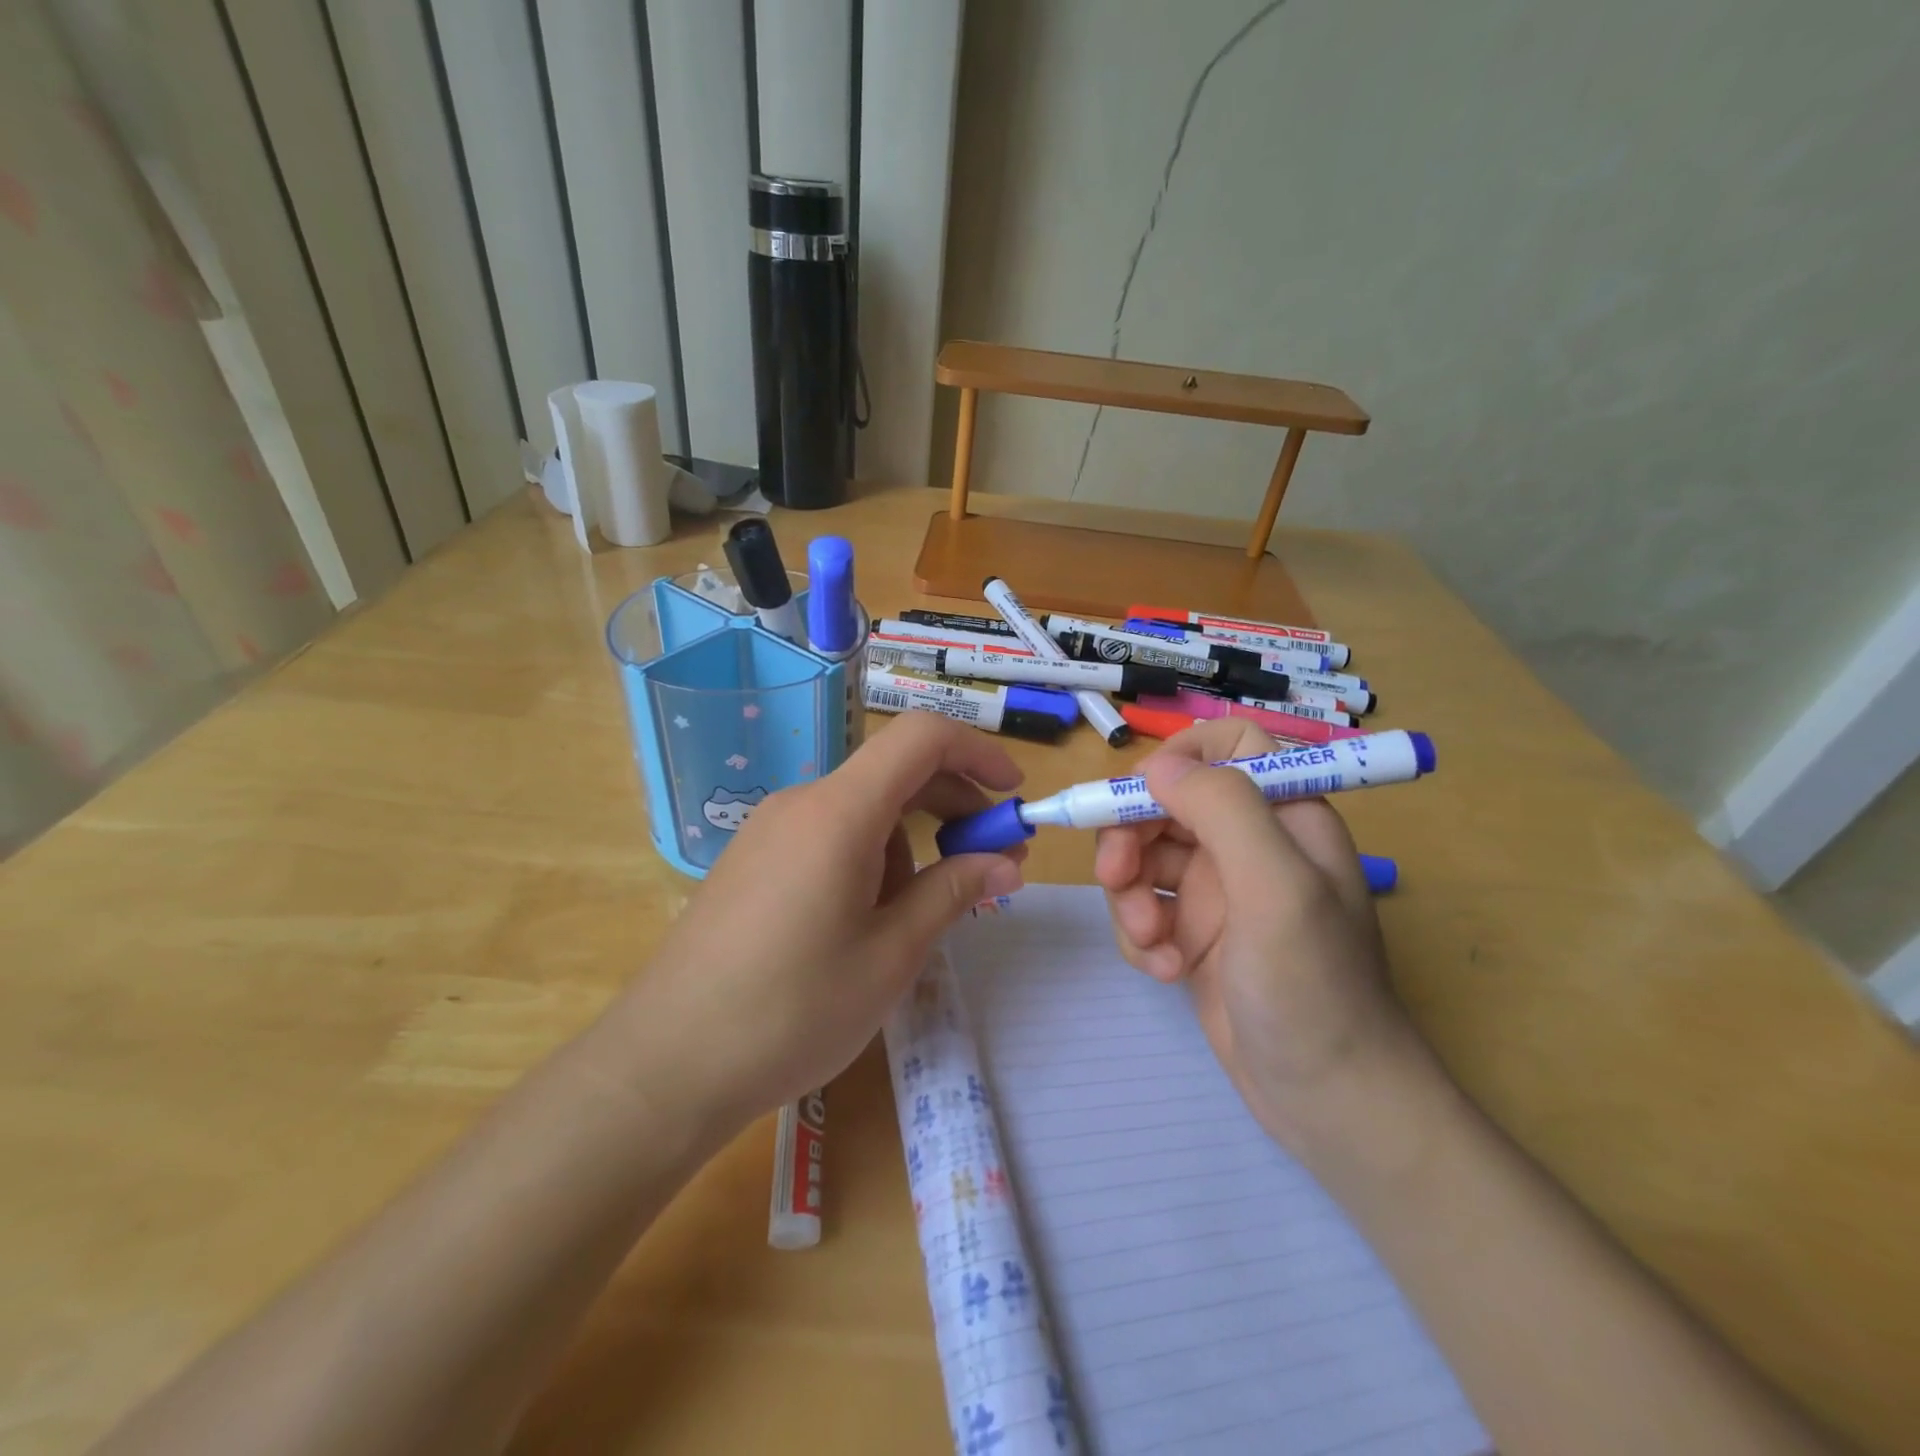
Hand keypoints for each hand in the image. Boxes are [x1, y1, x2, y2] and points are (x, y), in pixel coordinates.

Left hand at [636, 712, 1026, 1125]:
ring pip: (863, 809)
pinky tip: (868, 920)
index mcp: (840, 812)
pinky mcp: (753, 860)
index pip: (921, 738)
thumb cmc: (793, 1010)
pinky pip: (829, 834)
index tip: (1013, 797)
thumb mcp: (891, 955)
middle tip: (991, 864)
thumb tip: (1006, 863)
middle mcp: (802, 803)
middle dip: (952, 807)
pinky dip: (870, 856)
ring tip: (919, 916)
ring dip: (910, 843)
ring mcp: (770, 830)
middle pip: (894, 772)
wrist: (667, 1063)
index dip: (977, 754)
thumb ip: (952, 893)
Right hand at [1094, 718, 1431, 1155]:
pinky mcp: (1195, 933)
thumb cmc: (1312, 988)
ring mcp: (1219, 890)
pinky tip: (1163, 970)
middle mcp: (1250, 842)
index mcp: (1285, 814)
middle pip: (1167, 801)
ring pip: (1145, 856)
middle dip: (1132, 837)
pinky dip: (1141, 934)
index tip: (1142, 794)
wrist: (1327, 1101)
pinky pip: (1145, 907)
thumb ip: (1223, 810)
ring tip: (1152, 942)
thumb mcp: (1275, 889)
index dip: (1182, 756)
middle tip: (1116, 879)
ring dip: (1132, 896)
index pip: (1231, 743)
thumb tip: (1157, 766)